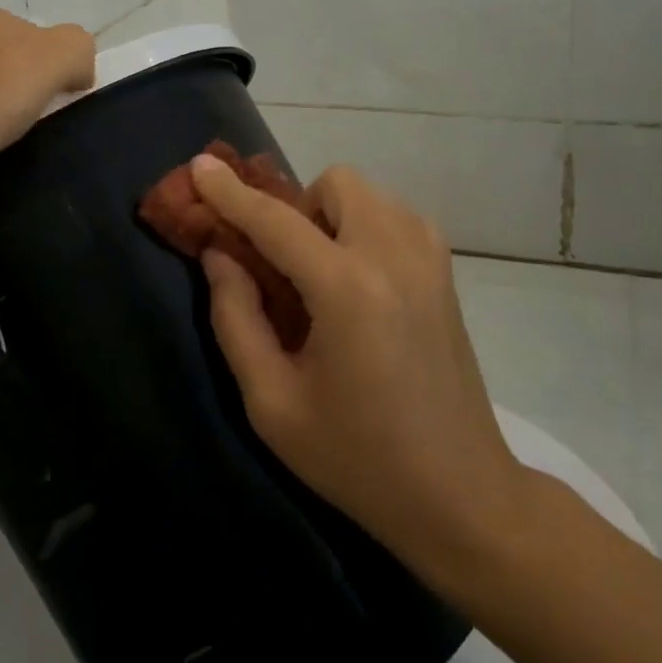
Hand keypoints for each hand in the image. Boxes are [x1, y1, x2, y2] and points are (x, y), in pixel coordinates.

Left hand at [0, 10, 94, 215]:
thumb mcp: (33, 68)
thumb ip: (72, 51)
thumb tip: (78, 70)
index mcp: (2, 24)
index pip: (64, 47)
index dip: (71, 86)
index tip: (59, 126)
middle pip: (31, 70)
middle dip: (40, 104)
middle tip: (33, 143)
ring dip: (7, 123)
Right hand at [191, 156, 527, 572]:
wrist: (462, 496)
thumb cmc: (357, 459)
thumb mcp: (272, 403)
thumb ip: (236, 319)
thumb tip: (219, 256)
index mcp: (348, 290)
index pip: (275, 221)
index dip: (230, 192)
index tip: (199, 166)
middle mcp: (394, 257)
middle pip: (335, 184)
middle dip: (297, 206)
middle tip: (284, 262)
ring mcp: (430, 261)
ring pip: (369, 194)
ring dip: (332, 216)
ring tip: (321, 274)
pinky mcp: (446, 275)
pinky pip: (396, 216)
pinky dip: (365, 227)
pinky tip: (358, 282)